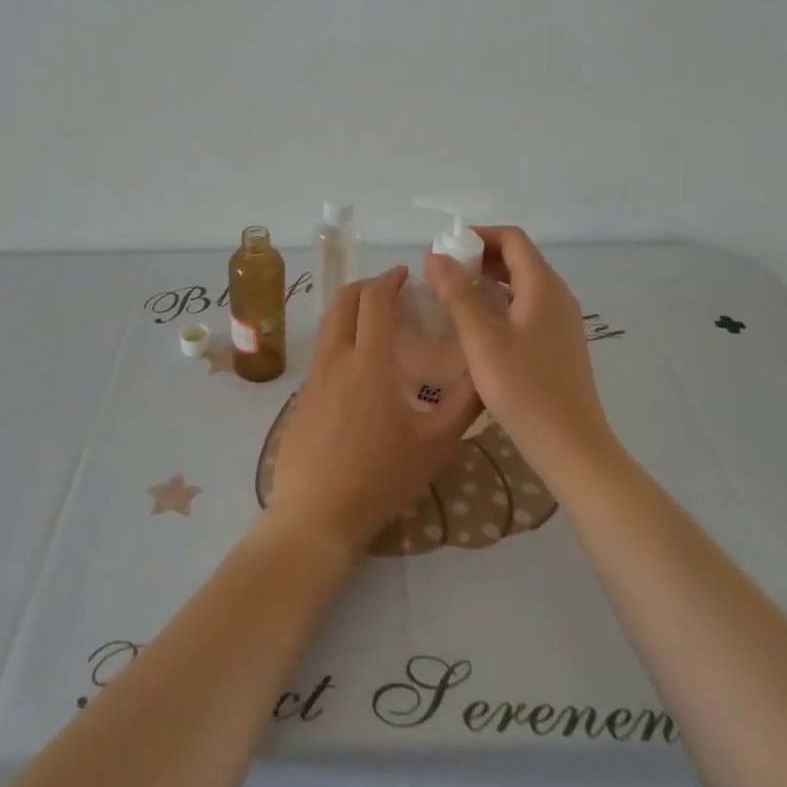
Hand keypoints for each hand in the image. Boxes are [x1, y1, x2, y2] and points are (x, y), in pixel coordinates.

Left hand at [266, 267, 483, 557]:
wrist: (317, 512)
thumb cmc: (382, 476)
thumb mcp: (436, 443)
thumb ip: (465, 403)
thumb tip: (485, 371)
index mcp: (369, 360)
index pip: (375, 300)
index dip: (389, 279)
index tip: (405, 274)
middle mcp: (336, 357)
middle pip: (343, 301)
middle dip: (367, 286)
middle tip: (391, 291)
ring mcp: (313, 377)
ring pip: (328, 324)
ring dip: (350, 310)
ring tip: (376, 323)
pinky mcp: (301, 396)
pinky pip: (322, 351)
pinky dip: (340, 338)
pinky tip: (358, 366)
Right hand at [425, 226, 612, 475]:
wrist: (571, 445)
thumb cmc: (524, 389)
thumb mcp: (482, 340)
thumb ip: (457, 295)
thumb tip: (435, 256)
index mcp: (543, 286)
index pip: (511, 238)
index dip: (477, 235)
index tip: (443, 249)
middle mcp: (557, 295)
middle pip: (517, 258)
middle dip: (478, 257)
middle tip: (440, 273)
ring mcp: (560, 320)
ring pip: (521, 283)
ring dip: (487, 280)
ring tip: (450, 295)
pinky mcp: (557, 342)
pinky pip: (526, 306)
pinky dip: (499, 302)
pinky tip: (475, 324)